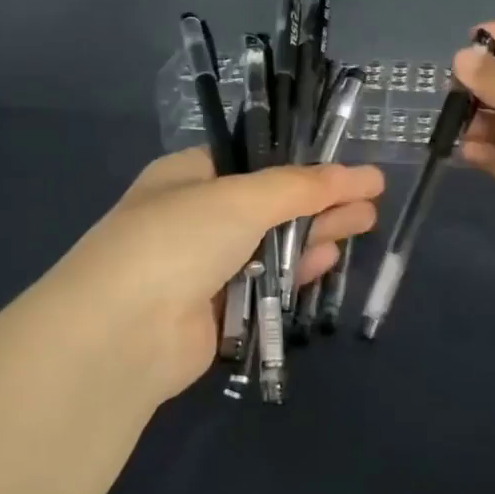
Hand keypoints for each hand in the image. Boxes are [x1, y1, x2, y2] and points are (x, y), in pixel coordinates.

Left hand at [27, 148, 383, 406]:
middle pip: (269, 204)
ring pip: (270, 245)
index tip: (343, 165)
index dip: (300, 163)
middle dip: (319, 200)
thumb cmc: (178, 239)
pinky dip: (296, 272)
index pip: (252, 161)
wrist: (124, 332)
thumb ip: (302, 187)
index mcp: (188, 177)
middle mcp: (194, 218)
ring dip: (315, 234)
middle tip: (370, 198)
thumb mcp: (242, 198)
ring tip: (365, 222)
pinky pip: (265, 285)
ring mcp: (203, 267)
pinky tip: (330, 259)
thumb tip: (361, 174)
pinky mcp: (215, 312)